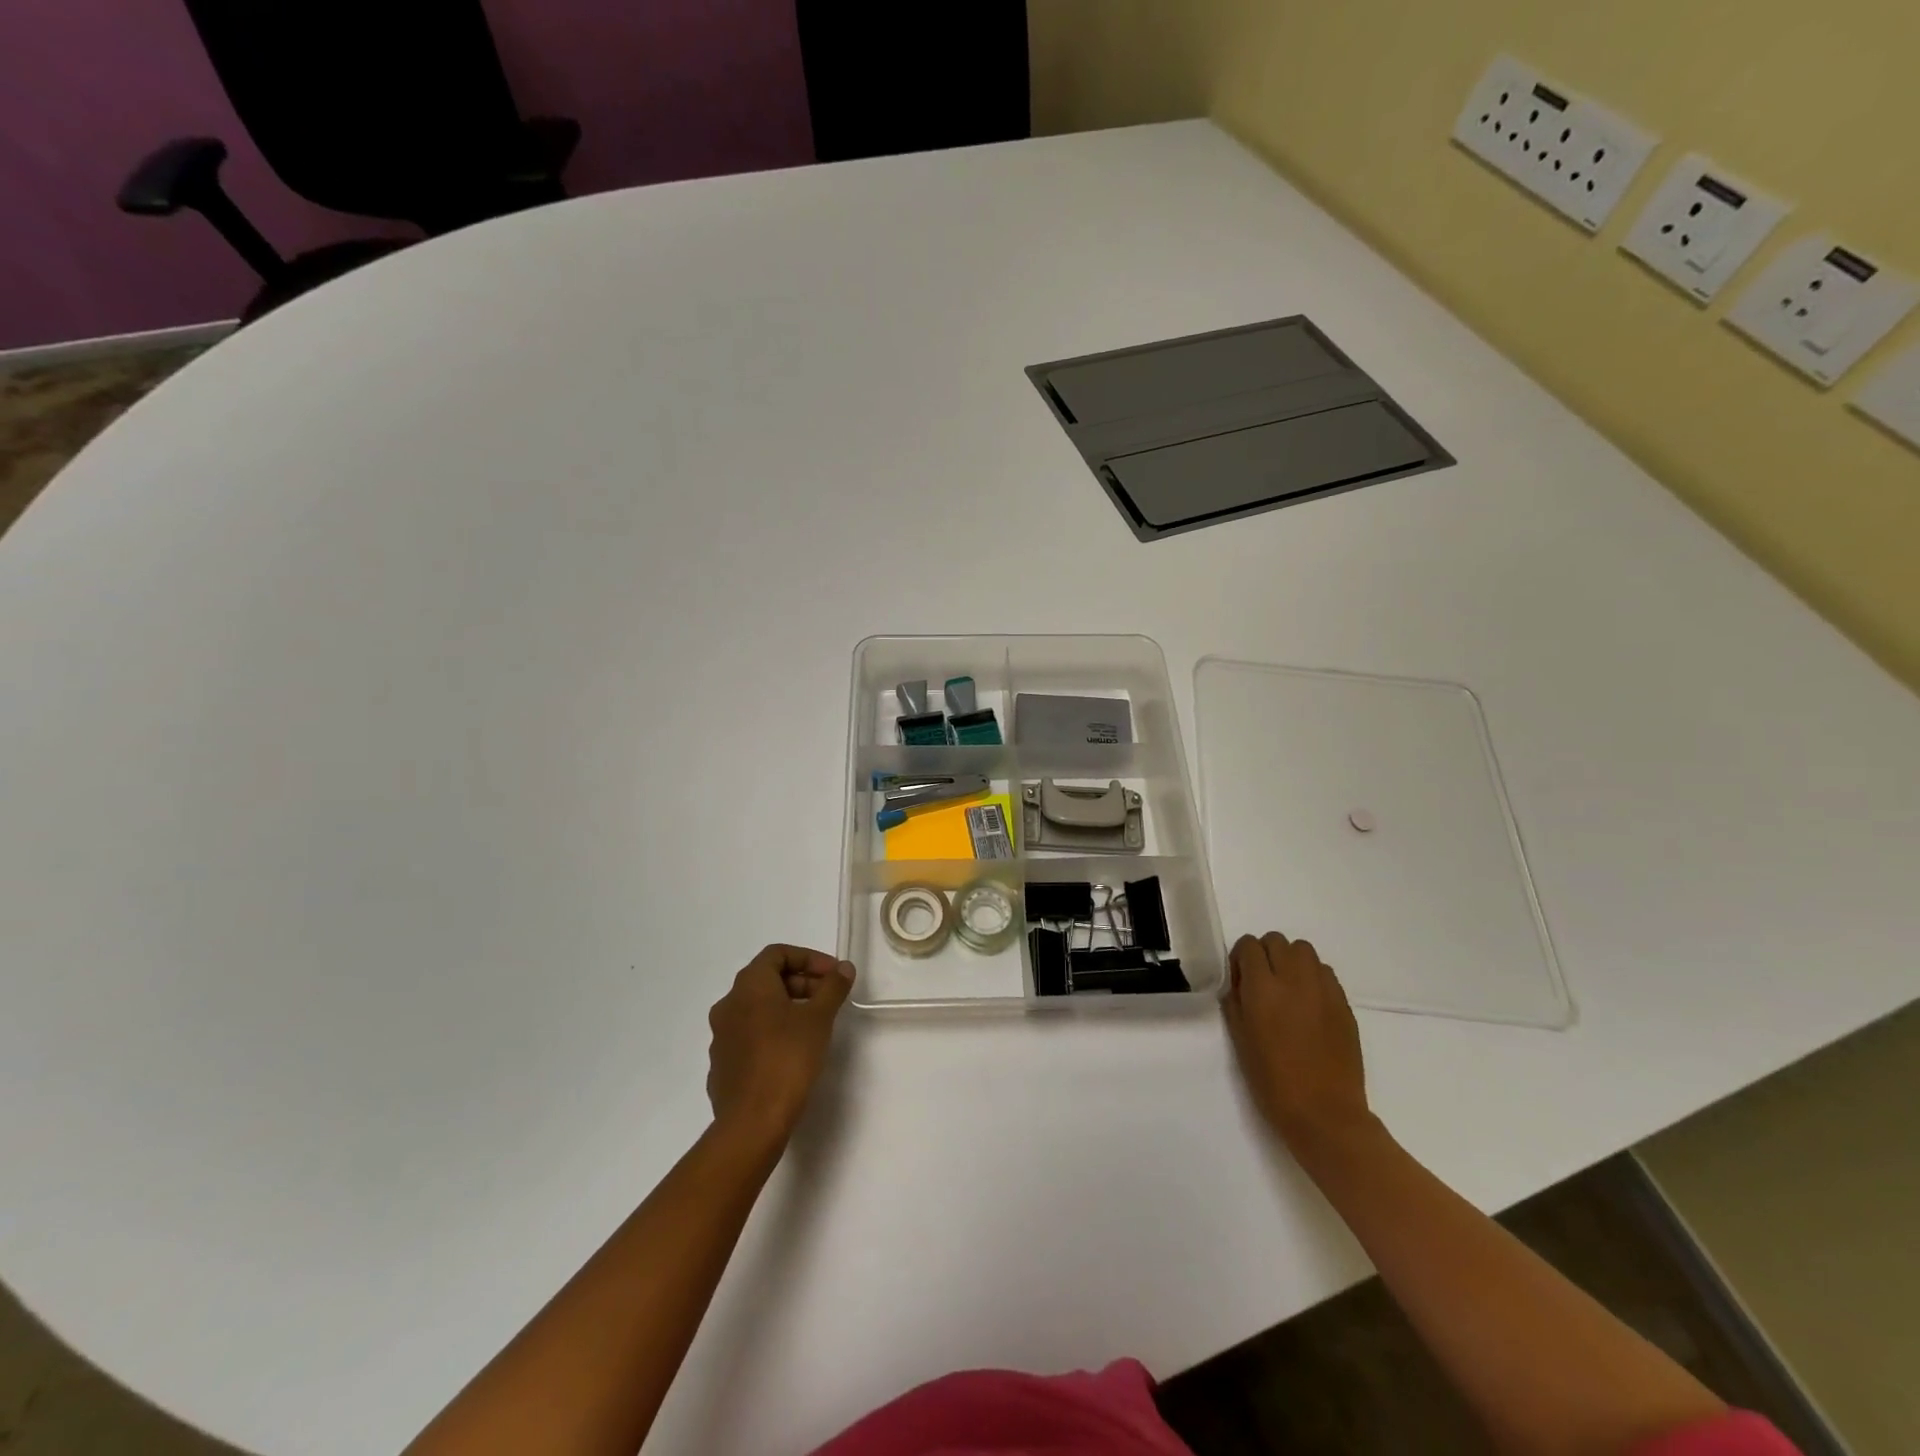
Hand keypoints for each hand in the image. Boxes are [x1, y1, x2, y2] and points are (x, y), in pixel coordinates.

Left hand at [706, 944, 855, 1154]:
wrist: (752, 1122)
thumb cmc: (787, 1059)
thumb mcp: (819, 1018)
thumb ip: (833, 987)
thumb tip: (844, 968)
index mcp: (749, 986)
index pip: (777, 953)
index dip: (809, 958)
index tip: (833, 975)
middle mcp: (728, 1004)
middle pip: (767, 979)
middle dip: (801, 983)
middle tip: (828, 999)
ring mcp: (721, 1037)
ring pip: (757, 1009)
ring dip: (787, 1008)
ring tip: (814, 1026)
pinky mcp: (722, 1065)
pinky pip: (749, 1036)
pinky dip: (772, 1032)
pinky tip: (792, 1052)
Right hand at [1225, 931, 1372, 1152]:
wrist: (1324, 1114)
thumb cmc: (1273, 1081)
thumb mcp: (1240, 1039)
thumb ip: (1235, 1002)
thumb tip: (1240, 983)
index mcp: (1263, 988)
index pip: (1249, 946)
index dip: (1241, 959)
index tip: (1240, 981)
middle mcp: (1294, 979)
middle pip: (1277, 941)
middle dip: (1265, 955)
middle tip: (1262, 983)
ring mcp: (1324, 990)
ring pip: (1304, 951)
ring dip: (1291, 961)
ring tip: (1288, 990)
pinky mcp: (1344, 1004)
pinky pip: (1325, 973)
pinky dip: (1313, 978)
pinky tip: (1309, 1005)